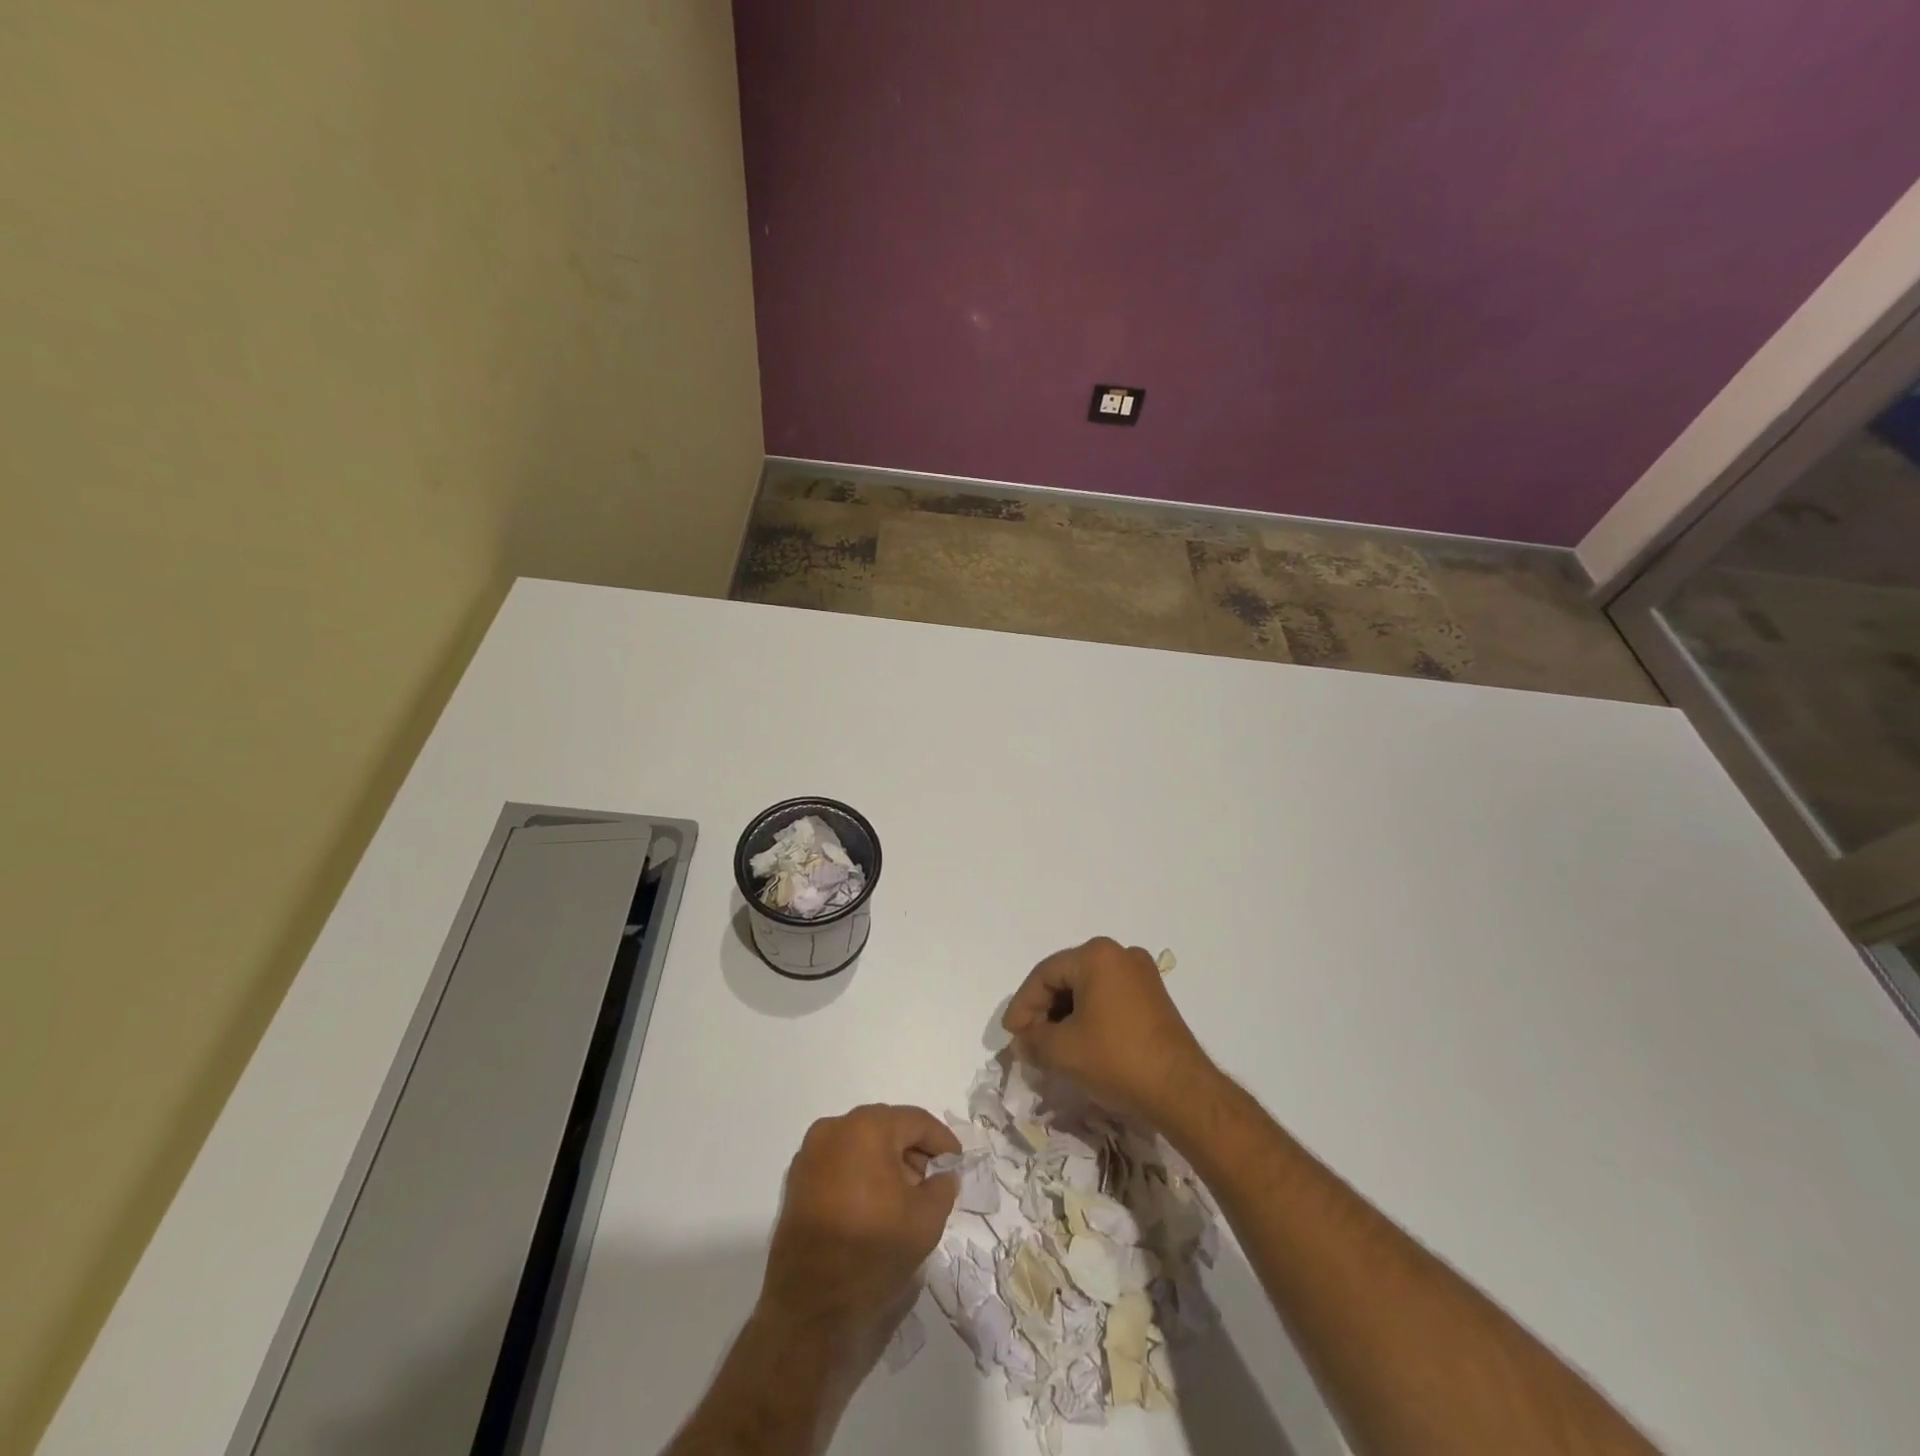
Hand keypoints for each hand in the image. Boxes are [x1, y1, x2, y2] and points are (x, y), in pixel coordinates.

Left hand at [759, 1104, 959, 1355]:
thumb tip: (943, 1174)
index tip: (957, 1163)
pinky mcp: (797, 1180)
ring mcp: (811, 1153)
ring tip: (905, 1196)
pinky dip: (861, 1173)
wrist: (809, 1308)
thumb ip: (943, 1187)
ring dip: (886, 1162)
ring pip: (861, 1143)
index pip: (916, 1121)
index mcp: (867, 1128)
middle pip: (886, 1127)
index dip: (941, 1141)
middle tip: (932, 1181)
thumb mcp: (926, 1221)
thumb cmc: (872, 1252)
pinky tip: (874, 1204)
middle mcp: (834, 1128)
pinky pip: (839, 1162)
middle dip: (913, 1151)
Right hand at [1002, 936, 1211, 1119]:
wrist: (1180, 1090)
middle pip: (1067, 978)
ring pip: (1088, 989)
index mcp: (1096, 955)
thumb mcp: (1062, 1051)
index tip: (1012, 1035)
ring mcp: (1142, 974)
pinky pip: (1109, 998)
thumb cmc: (1116, 1059)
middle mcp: (1120, 954)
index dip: (1023, 1005)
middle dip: (1044, 1010)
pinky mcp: (1154, 997)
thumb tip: (1023, 1041)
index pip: (1045, 975)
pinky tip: (1081, 1043)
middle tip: (1029, 1040)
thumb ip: (1033, 1040)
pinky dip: (1090, 1017)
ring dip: (1066, 1015)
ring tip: (1052, 1046)